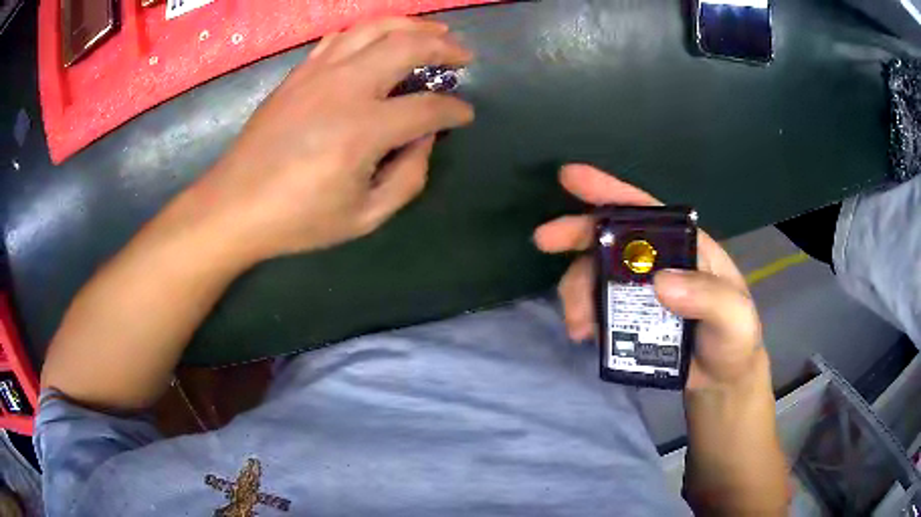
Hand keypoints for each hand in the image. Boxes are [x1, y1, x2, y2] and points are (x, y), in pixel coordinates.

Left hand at [192, 18, 474, 261]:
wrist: (234, 204)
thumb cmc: (298, 218)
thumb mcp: (364, 217)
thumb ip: (408, 178)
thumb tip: (425, 139)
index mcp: (363, 130)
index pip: (427, 108)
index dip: (454, 110)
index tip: (465, 115)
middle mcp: (344, 88)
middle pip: (407, 46)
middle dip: (444, 46)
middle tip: (463, 55)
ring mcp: (318, 74)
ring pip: (374, 28)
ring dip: (411, 25)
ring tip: (433, 31)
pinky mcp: (299, 73)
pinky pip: (341, 37)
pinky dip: (369, 31)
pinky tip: (380, 39)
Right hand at [533, 164, 762, 390]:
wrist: (723, 379)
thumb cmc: (735, 339)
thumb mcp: (734, 317)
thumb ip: (707, 297)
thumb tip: (659, 282)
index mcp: (685, 247)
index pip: (645, 211)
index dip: (608, 191)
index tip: (569, 178)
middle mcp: (658, 262)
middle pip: (610, 238)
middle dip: (576, 234)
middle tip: (543, 241)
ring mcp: (640, 291)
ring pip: (597, 275)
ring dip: (577, 291)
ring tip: (576, 325)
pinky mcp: (628, 319)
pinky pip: (597, 308)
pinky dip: (583, 315)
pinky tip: (583, 333)